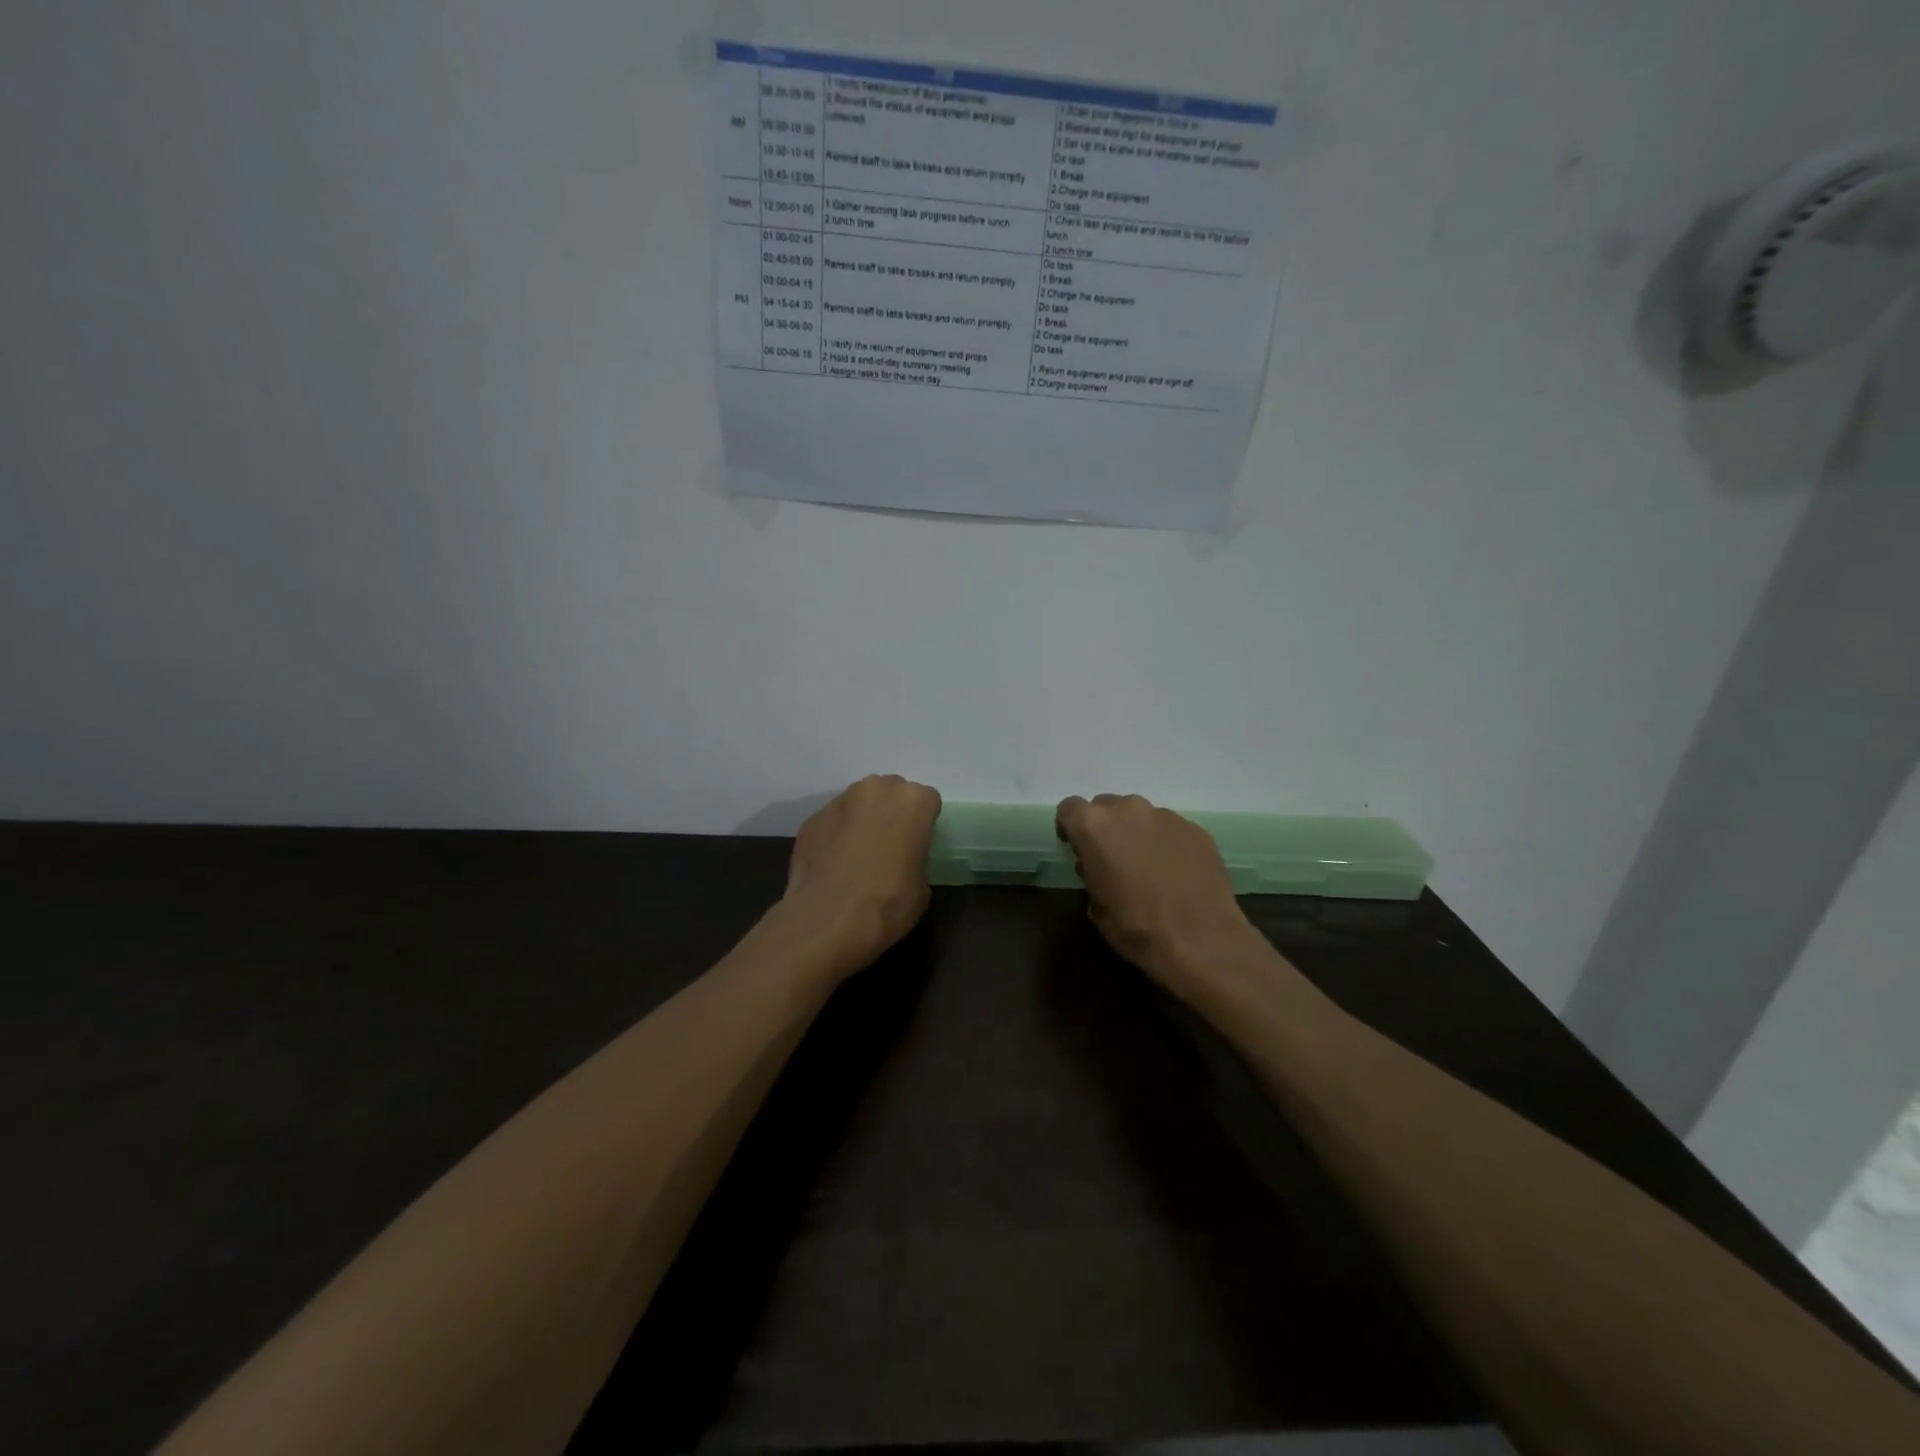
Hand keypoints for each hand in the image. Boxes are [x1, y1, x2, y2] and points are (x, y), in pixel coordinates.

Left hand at [780, 774, 941, 976]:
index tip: (918, 845)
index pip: (927, 801)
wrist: (826, 921)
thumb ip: (916, 858)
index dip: (923, 824)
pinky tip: (833, 864)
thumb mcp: (922, 887)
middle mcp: (875, 790)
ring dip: (862, 820)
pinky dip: (835, 835)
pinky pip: (832, 821)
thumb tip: (902, 861)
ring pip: (859, 803)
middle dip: (892, 813)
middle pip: (891, 793)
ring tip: (858, 855)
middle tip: (890, 845)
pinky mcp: (811, 818)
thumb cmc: (887, 904)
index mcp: (912, 801)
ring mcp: (839, 801)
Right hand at [1055, 793, 1259, 995]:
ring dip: (1137, 833)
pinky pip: (1170, 829)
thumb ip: (1091, 874)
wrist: (1200, 939)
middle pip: (1106, 806)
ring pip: (1140, 815)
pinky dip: (1166, 843)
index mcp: (1094, 827)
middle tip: (1112, 858)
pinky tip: (1175, 872)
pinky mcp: (1195, 828)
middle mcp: (1128, 810)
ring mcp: (1165, 816)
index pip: (1069, 808)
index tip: (1077, 849)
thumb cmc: (1136, 927)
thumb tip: (1099, 868)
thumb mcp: (1096, 907)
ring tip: (1148, 866)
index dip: (1070, 828)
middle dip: (1105, 828)